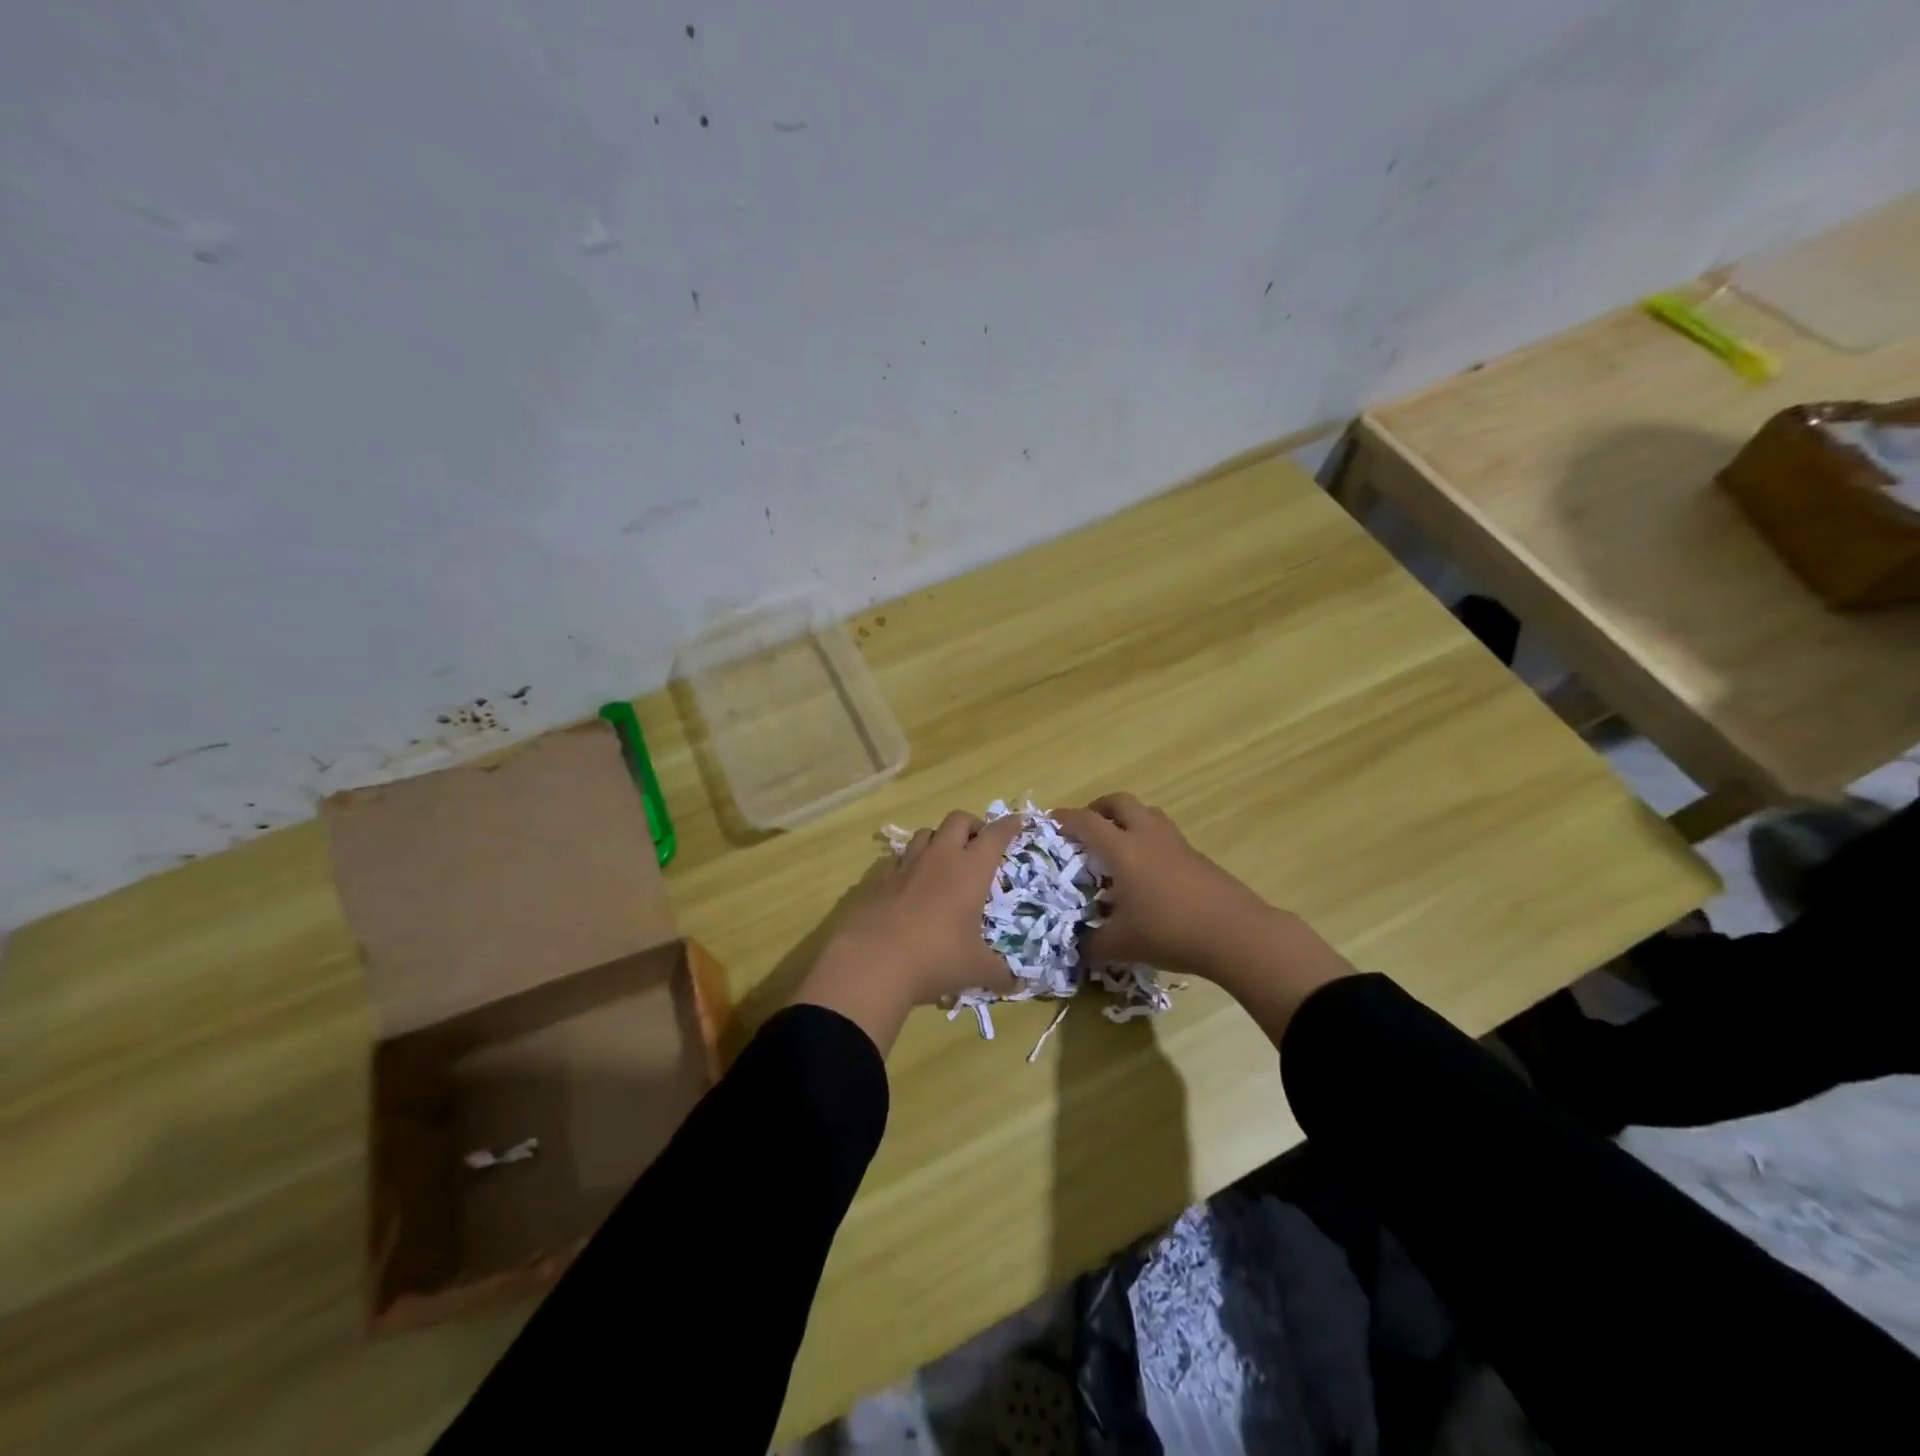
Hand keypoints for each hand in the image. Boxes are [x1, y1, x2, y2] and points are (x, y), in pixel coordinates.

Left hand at [796, 812, 1022, 1051]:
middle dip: (973, 825)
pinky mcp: (879, 879)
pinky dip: (911, 863)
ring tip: (945, 860)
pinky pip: (899, 858)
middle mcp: (940, 858)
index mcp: (970, 870)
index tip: (1018, 821)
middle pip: (958, 819)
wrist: (872, 962)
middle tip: (980, 845)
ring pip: (926, 833)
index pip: (996, 835)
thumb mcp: (975, 969)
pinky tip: (912, 883)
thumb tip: (1018, 985)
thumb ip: (1000, 974)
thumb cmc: (935, 958)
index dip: (1010, 825)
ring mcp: (906, 865)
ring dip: (940, 839)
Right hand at [1055, 794, 1282, 980]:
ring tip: (1118, 846)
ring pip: (1147, 814)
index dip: (1065, 819)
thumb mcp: (1121, 945)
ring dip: (1128, 820)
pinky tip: (1148, 873)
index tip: (1050, 822)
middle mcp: (1147, 836)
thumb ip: (1092, 945)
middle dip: (1099, 808)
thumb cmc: (1169, 931)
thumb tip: (1078, 949)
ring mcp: (1176, 844)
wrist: (1235, 933)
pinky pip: (1165, 836)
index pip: (1086, 822)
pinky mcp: (1197, 857)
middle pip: (1120, 802)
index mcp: (1122, 849)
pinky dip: (1149, 842)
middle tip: (1087, 828)